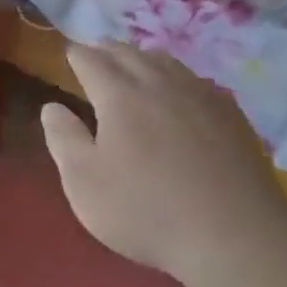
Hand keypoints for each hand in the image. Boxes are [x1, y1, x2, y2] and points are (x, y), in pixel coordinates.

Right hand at [40, 42, 286, 286]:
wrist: (234, 237)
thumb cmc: (145, 211)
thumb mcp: (84, 182)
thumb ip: (64, 139)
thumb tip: (52, 107)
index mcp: (120, 96)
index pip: (92, 62)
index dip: (77, 54)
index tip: (68, 51)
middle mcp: (160, 85)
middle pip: (130, 54)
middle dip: (108, 49)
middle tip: (96, 50)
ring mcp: (202, 97)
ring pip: (167, 62)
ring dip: (143, 57)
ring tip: (134, 61)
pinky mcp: (232, 116)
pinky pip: (197, 81)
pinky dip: (178, 76)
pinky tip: (181, 90)